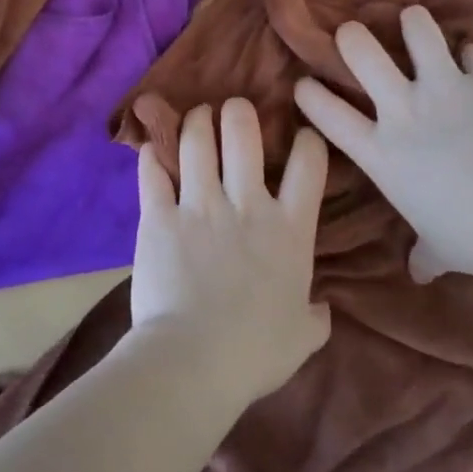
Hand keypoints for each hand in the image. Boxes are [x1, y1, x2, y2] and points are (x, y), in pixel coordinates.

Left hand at [130, 99, 330, 403]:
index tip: (301, 136)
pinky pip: (153, 174)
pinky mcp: (158, 217)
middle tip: (233, 110)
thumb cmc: (255, 353)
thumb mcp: (303, 337)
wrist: (193, 361)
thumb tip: (321, 308)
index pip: (309, 164)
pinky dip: (152, 157)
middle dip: (238, 113)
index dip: (308, 140)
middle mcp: (247, 204)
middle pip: (243, 134)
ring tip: (195, 116)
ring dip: (196, 122)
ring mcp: (199, 206)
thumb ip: (315, 316)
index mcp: (290, 229)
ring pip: (196, 142)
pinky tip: (151, 147)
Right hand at [293, 6, 472, 283]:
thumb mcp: (443, 250)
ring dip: (413, 24)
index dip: (310, 96)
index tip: (303, 84)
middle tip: (351, 33)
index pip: (330, 117)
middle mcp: (404, 111)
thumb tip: (419, 272)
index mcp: (382, 153)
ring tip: (412, 20)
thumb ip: (426, 254)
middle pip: (362, 54)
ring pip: (417, 33)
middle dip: (351, 38)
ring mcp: (445, 88)